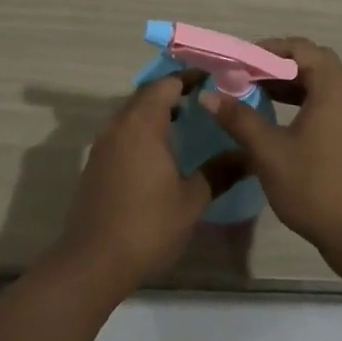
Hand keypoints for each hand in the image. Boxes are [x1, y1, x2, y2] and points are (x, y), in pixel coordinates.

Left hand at [56, 75, 210, 294]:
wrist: (93, 262)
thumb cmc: (147, 225)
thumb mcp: (192, 200)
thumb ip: (219, 172)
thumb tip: (248, 156)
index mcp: (143, 123)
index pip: (167, 83)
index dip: (191, 78)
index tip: (215, 80)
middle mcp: (120, 123)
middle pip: (148, 93)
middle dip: (175, 92)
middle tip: (205, 100)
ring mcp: (104, 142)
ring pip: (133, 112)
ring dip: (157, 110)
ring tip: (187, 122)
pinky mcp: (96, 162)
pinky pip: (123, 130)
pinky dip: (143, 129)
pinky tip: (161, 151)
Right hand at [201, 37, 341, 266]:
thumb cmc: (315, 186)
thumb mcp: (269, 151)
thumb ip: (238, 118)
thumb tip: (207, 95)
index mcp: (332, 86)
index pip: (298, 48)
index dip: (266, 50)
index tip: (237, 63)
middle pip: (310, 60)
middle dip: (276, 63)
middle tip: (245, 75)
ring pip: (318, 81)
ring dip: (288, 82)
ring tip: (255, 92)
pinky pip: (324, 100)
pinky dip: (300, 99)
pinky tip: (277, 117)